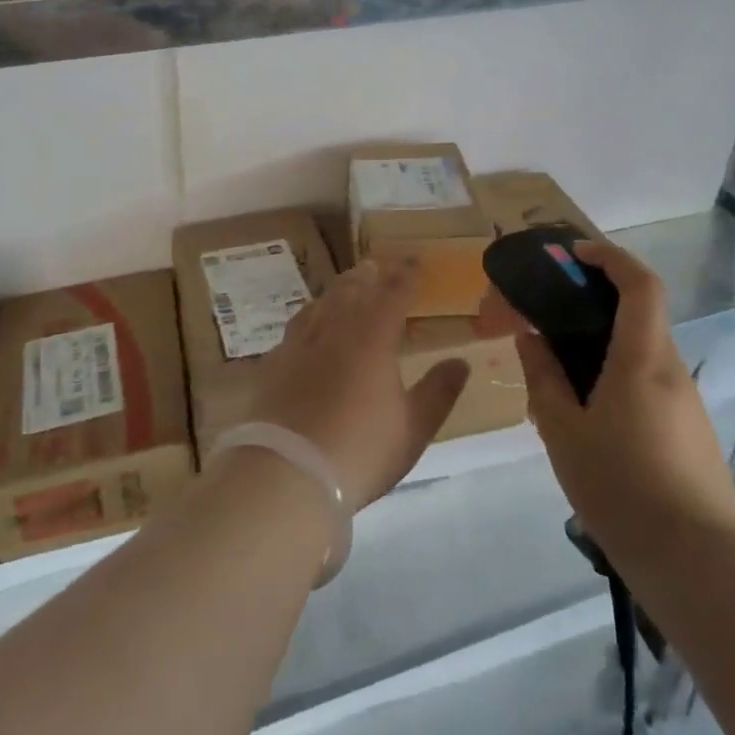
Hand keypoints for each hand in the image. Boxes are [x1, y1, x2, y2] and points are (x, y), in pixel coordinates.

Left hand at [249, 258, 469, 510]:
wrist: (287, 473)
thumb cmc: (360, 450)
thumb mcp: (413, 427)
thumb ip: (439, 391)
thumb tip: (461, 361)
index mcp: (374, 335)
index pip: (395, 292)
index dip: (407, 274)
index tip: (416, 261)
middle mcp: (335, 327)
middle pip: (353, 288)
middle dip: (368, 275)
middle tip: (376, 267)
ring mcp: (300, 343)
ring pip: (320, 303)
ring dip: (337, 291)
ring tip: (345, 288)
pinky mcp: (274, 363)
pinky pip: (295, 327)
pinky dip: (308, 318)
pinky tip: (306, 329)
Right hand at [478, 241, 734, 555]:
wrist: (695, 562)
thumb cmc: (621, 488)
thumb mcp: (563, 432)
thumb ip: (544, 378)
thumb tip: (531, 338)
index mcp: (643, 359)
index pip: (640, 284)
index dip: (610, 257)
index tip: (575, 255)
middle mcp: (672, 370)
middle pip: (640, 315)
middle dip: (596, 304)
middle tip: (551, 320)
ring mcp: (687, 403)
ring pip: (642, 354)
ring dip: (604, 348)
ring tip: (559, 381)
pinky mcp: (692, 433)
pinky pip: (650, 385)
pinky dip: (618, 379)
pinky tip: (590, 420)